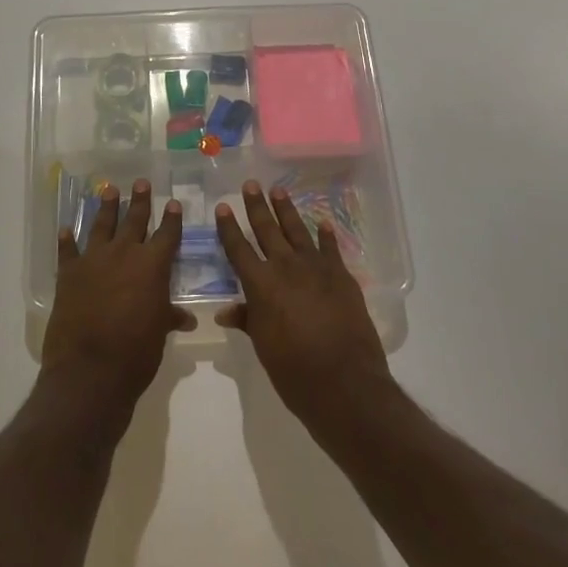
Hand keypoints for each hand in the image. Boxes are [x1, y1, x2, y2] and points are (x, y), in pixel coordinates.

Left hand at [43, 180, 192, 418]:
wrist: (90, 369)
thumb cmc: (136, 353)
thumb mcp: (159, 333)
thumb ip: (169, 317)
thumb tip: (185, 318)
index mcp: (152, 266)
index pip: (167, 235)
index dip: (171, 219)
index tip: (173, 203)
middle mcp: (124, 254)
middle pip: (134, 220)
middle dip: (139, 201)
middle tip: (141, 182)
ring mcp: (94, 260)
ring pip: (102, 226)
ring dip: (106, 207)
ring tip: (109, 189)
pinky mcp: (69, 273)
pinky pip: (68, 250)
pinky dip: (67, 240)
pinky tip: (66, 229)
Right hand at [216, 180, 392, 431]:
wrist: (345, 382)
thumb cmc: (294, 370)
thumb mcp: (263, 346)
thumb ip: (247, 320)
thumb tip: (226, 311)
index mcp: (261, 285)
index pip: (239, 248)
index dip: (229, 227)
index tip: (223, 207)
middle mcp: (286, 268)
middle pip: (267, 230)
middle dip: (257, 206)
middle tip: (251, 184)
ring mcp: (317, 269)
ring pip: (298, 231)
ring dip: (287, 211)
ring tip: (279, 191)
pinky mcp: (342, 277)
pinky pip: (331, 248)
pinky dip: (326, 235)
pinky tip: (322, 223)